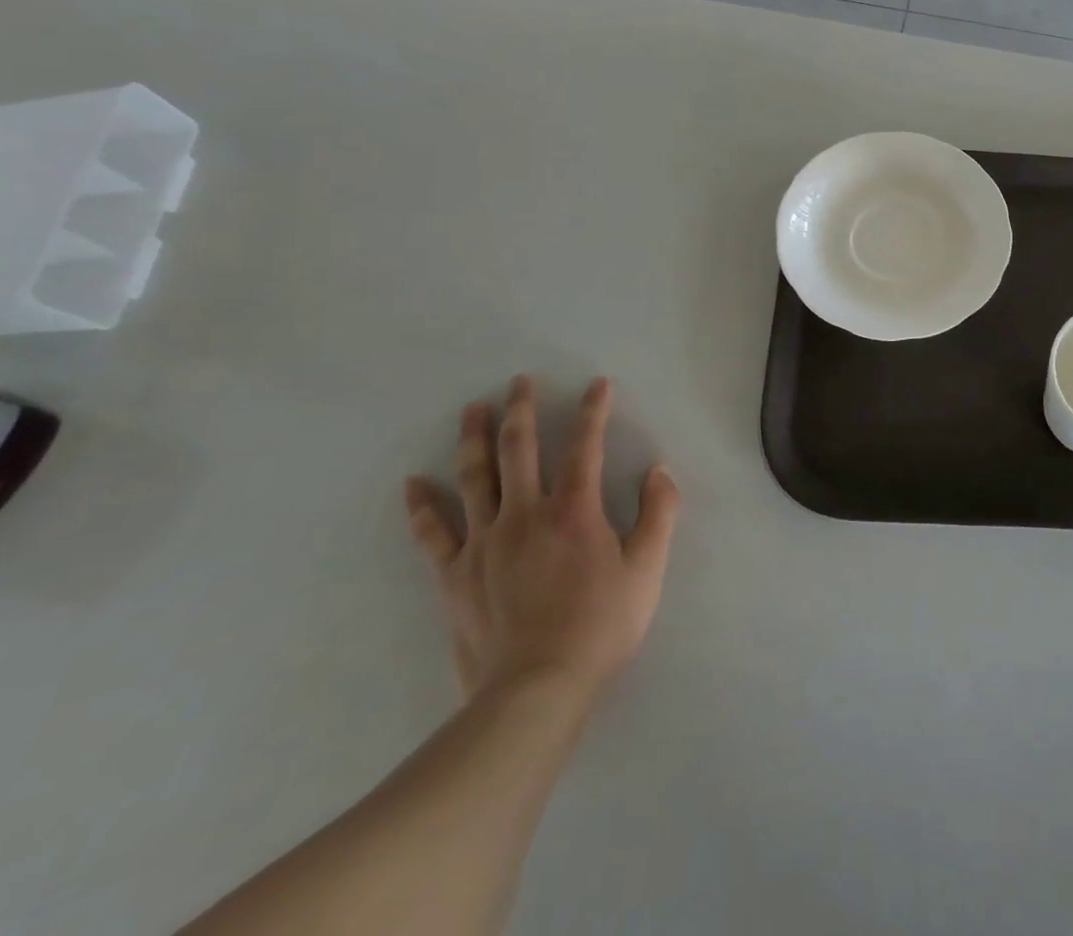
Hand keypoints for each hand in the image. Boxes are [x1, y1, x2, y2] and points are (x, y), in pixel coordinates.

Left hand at [403, 376, 679, 700]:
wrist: (536, 691)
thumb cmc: (600, 626)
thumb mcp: (648, 569)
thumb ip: (659, 513)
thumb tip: (658, 470)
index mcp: (574, 510)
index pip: (585, 446)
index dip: (593, 411)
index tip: (596, 384)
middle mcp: (525, 514)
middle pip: (518, 449)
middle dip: (521, 409)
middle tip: (519, 382)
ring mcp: (484, 543)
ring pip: (474, 478)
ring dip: (472, 438)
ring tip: (471, 409)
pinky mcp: (455, 575)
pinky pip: (433, 533)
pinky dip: (422, 506)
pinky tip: (413, 483)